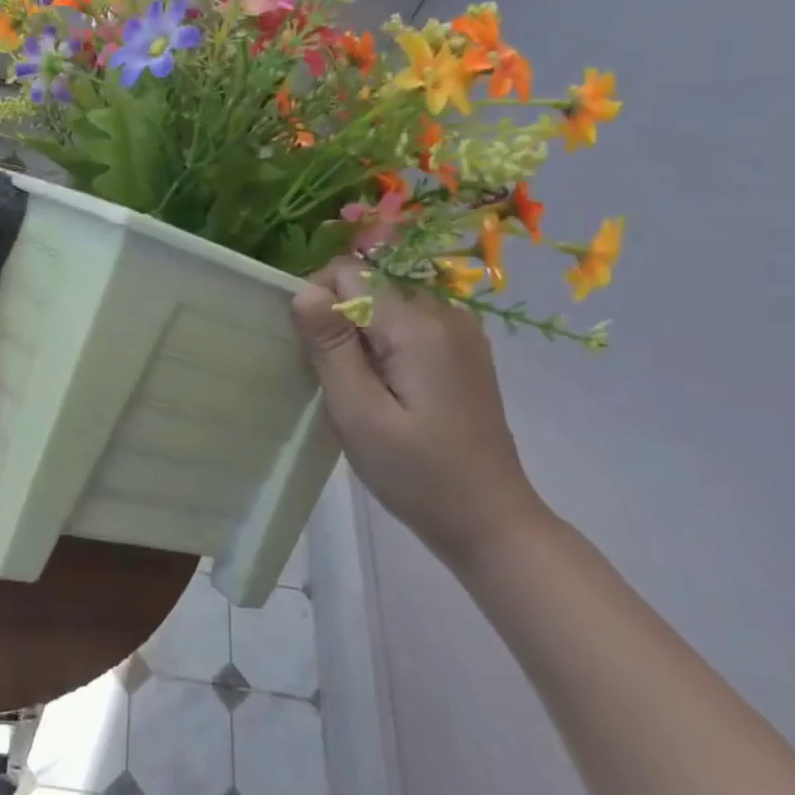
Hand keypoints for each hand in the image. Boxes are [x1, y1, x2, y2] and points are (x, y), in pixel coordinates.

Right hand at [291, 257, 547, 568]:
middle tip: (338, 381)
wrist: (491, 522)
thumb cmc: (417, 474)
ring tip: (362, 390)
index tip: (313, 351)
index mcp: (417, 325)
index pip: (348, 272)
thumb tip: (303, 290)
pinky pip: (408, 324)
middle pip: (368, 286)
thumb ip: (330, 346)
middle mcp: (444, 313)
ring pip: (385, 305)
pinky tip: (390, 391)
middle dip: (339, 322)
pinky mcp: (463, 351)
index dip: (317, 300)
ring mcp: (460, 332)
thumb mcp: (359, 413)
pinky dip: (386, 345)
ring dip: (361, 336)